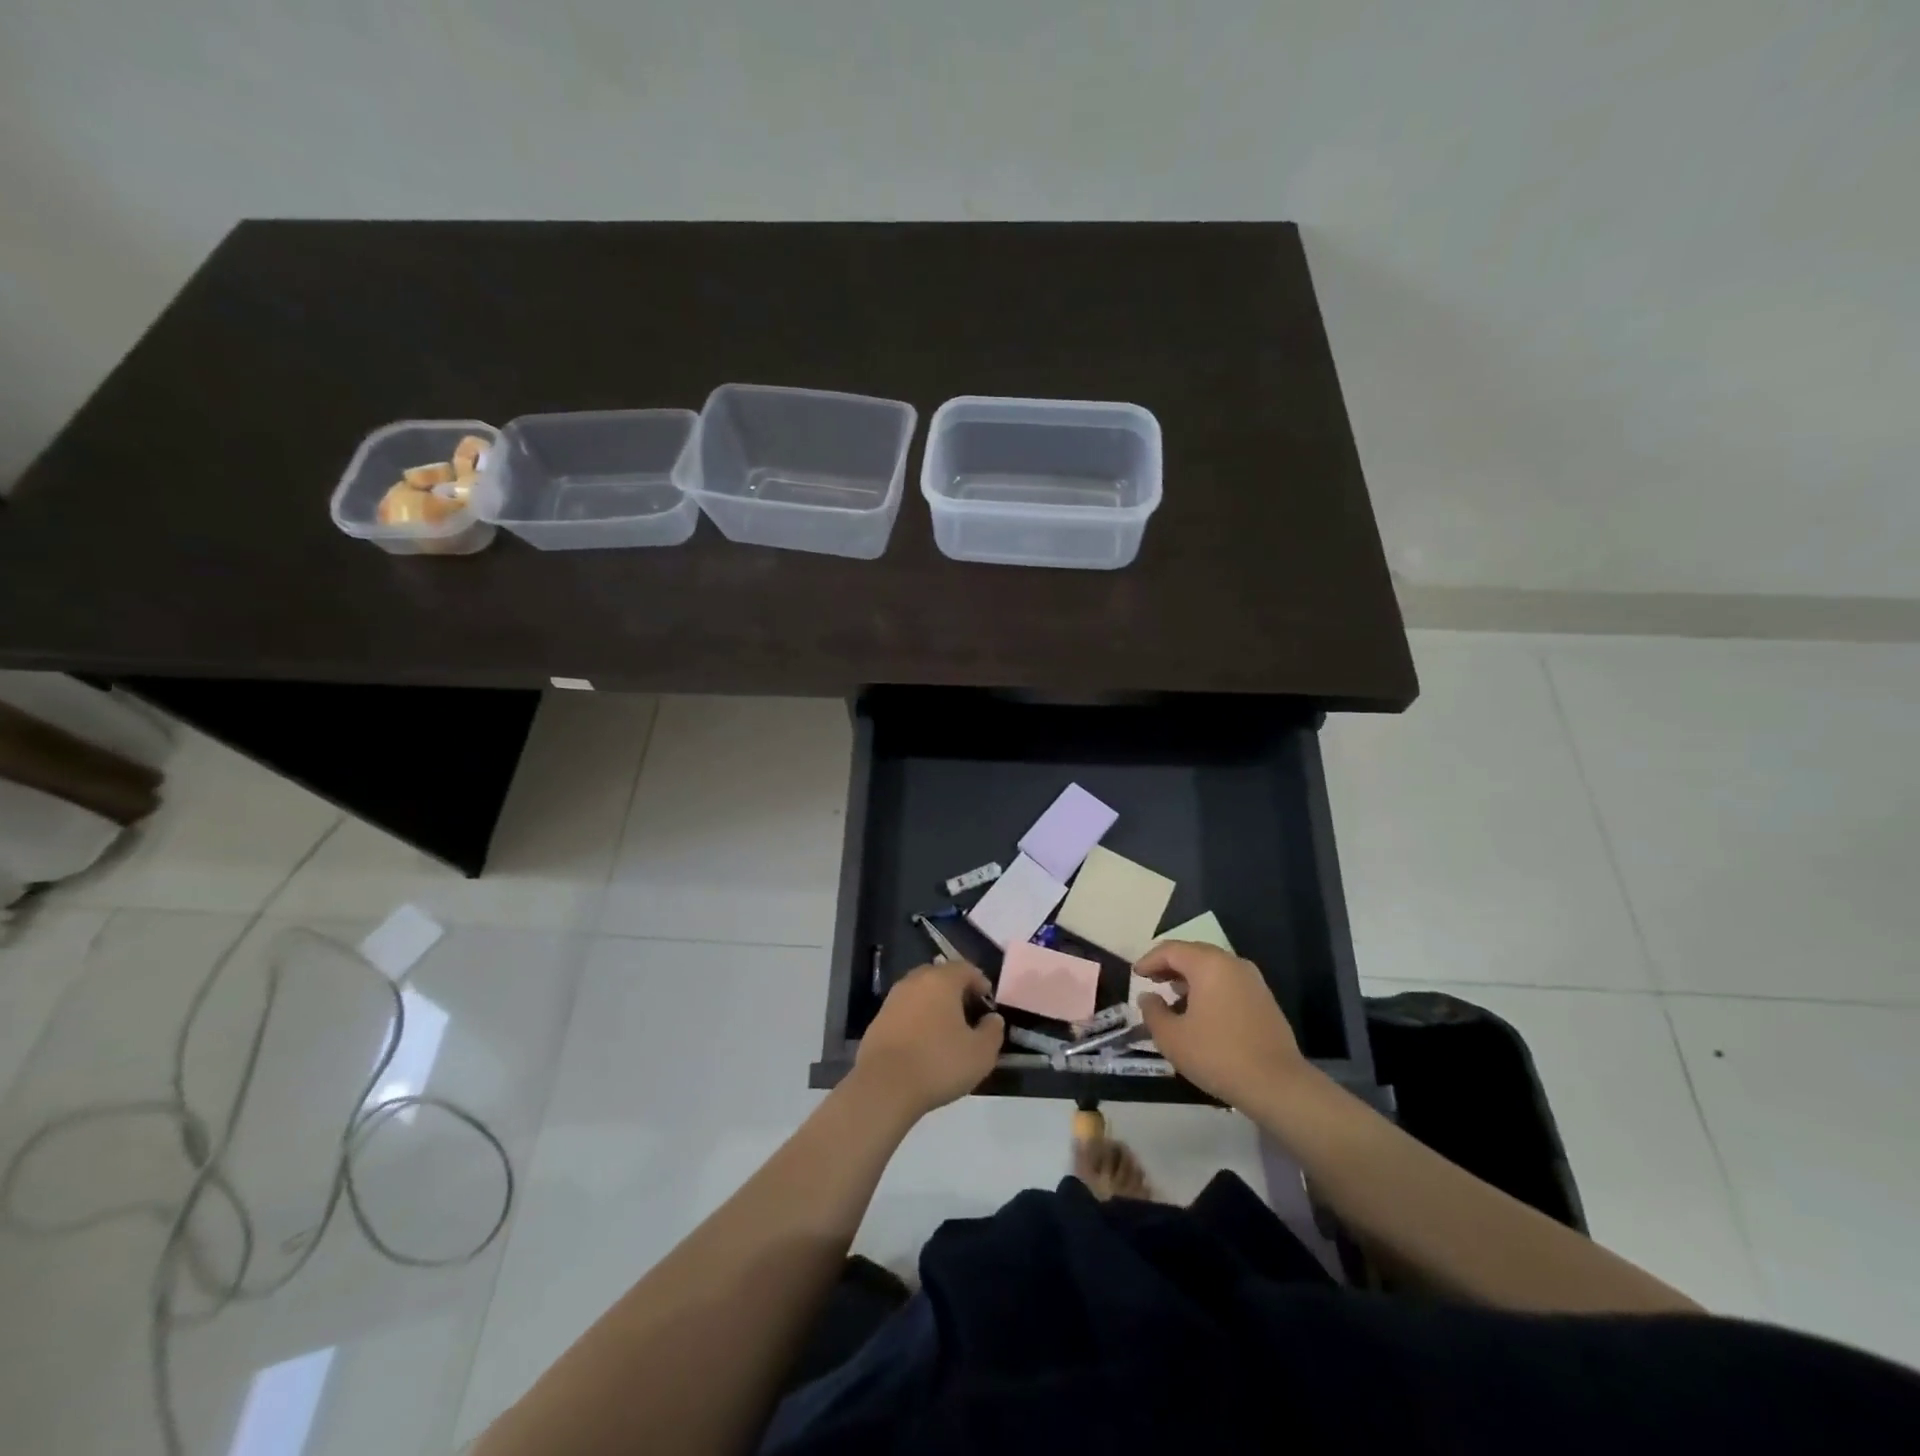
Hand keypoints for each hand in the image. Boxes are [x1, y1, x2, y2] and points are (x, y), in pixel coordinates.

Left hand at [852, 961, 1004, 1121]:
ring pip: (921, 993)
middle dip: (957, 992)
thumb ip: (993, 1031)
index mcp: (941, 980)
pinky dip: (918, 1020)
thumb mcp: (981, 1053)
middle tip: (969, 1015)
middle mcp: (915, 981)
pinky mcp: (878, 1020)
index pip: (966, 968)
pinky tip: (924, 1044)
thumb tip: (992, 1019)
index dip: (981, 983)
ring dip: (935, 1006)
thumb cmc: (938, 1063)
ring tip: (947, 1031)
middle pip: (941, 977)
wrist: (883, 1087)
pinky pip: (906, 1011)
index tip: (988, 1004)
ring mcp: (893, 999)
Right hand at [1133, 941, 1307, 1109]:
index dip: (1149, 960)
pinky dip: (1209, 988)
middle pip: (1193, 953)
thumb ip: (1153, 1012)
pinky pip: (1228, 982)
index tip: (1135, 975)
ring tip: (1173, 997)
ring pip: (1213, 967)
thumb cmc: (1217, 1055)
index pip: (1171, 950)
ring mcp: (1252, 980)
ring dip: (1190, 977)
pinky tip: (1201, 1011)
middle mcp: (1232, 963)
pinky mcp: (1264, 999)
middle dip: (1169, 965)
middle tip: (1152, 981)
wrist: (1277, 1085)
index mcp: (1208, 964)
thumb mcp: (1172, 1037)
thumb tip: (1148, 997)